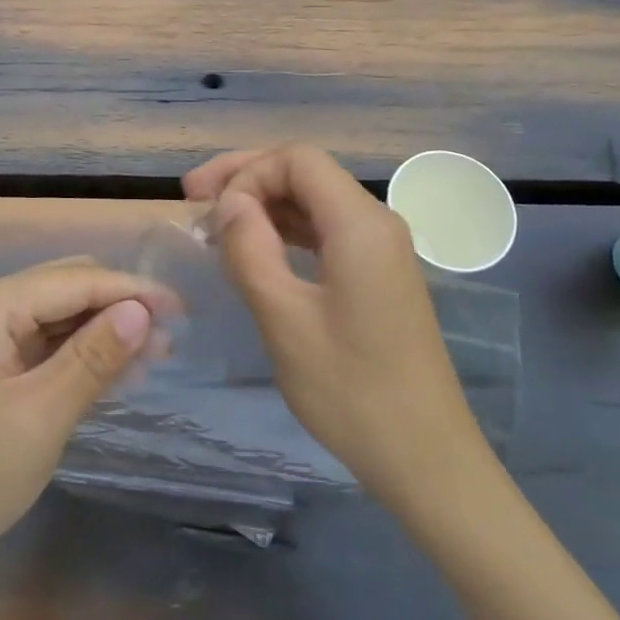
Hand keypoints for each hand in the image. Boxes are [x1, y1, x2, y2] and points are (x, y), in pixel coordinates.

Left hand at [0, 257, 169, 584]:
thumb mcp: (43, 415)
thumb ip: (95, 356)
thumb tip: (144, 310)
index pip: (74, 280)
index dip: (131, 290)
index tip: (182, 308)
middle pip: (66, 287)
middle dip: (119, 307)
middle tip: (170, 338)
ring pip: (58, 313)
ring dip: (103, 330)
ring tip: (155, 356)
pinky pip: (42, 339)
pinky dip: (78, 351)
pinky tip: (116, 370)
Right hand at [183, 145, 488, 507]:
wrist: (427, 459)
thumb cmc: (352, 392)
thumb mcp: (285, 320)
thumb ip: (251, 249)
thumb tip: (230, 203)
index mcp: (360, 223)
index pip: (297, 160)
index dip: (247, 172)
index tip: (210, 212)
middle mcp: (376, 222)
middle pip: (306, 173)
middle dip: (248, 178)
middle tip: (193, 196)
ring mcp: (380, 248)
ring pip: (313, 201)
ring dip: (263, 204)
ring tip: (213, 224)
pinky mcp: (377, 274)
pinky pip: (325, 232)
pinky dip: (285, 231)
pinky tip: (254, 249)